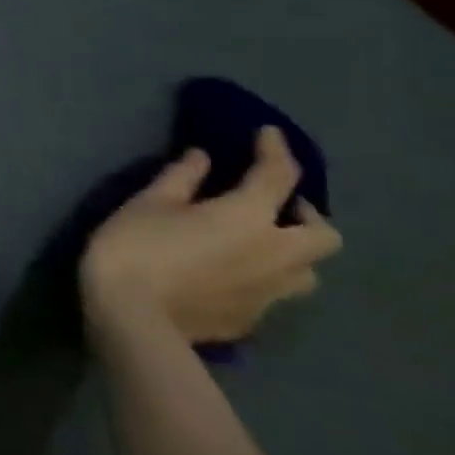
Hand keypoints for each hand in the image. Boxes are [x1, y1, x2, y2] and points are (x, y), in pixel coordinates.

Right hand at [80, 127, 341, 342]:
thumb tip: (204, 157)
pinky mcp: (252, 320)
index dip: (274, 150)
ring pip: (307, 271)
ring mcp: (269, 293)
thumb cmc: (136, 248)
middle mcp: (276, 254)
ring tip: (258, 245)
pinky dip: (260, 278)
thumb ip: (181, 178)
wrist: (131, 318)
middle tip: (274, 206)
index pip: (278, 175)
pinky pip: (273, 294)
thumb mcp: (147, 203)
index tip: (267, 134)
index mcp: (249, 217)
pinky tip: (228, 276)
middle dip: (305, 215)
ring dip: (292, 252)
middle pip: (323, 234)